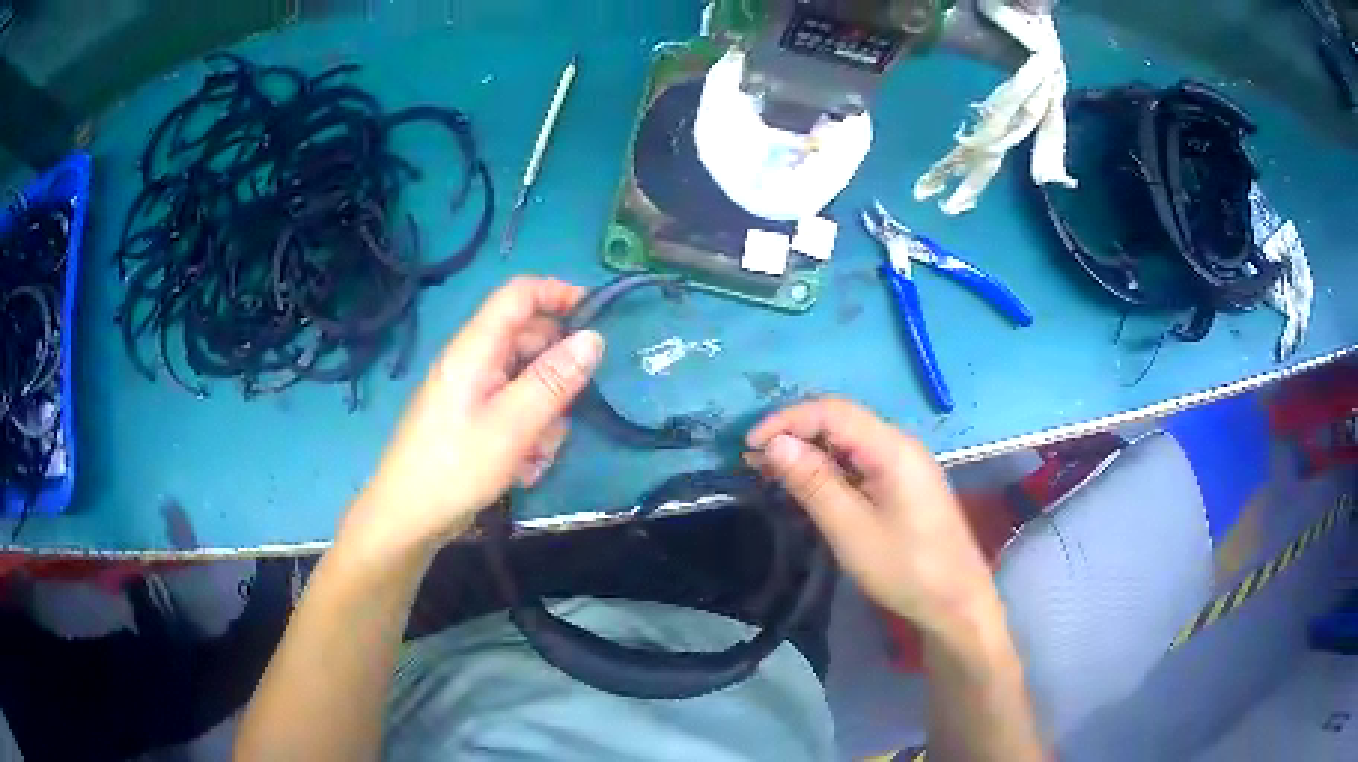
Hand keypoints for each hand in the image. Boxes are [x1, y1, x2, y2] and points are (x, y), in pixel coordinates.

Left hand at [342, 277, 603, 556]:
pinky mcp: (471, 419)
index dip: (559, 293)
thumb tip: (593, 337)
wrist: (408, 517)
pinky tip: (523, 468)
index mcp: (475, 348)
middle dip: (556, 375)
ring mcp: (471, 392)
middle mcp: (473, 361)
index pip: (519, 294)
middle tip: (569, 412)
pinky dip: (526, 434)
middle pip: (528, 341)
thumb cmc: (456, 467)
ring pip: (526, 382)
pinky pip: (512, 411)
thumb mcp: (513, 426)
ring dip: (543, 415)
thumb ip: (554, 380)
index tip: (599, 317)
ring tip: (537, 454)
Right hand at [746, 399, 999, 637]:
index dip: (786, 420)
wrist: (955, 600)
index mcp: (891, 448)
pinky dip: (829, 468)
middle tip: (754, 462)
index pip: (831, 411)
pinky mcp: (903, 483)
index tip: (749, 447)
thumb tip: (775, 444)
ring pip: (848, 441)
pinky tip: (808, 486)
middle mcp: (899, 444)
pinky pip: (860, 461)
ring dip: (809, 451)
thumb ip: (813, 483)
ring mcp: (904, 463)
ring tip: (772, 473)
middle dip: (794, 433)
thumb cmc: (905, 568)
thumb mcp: (851, 529)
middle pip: (840, 420)